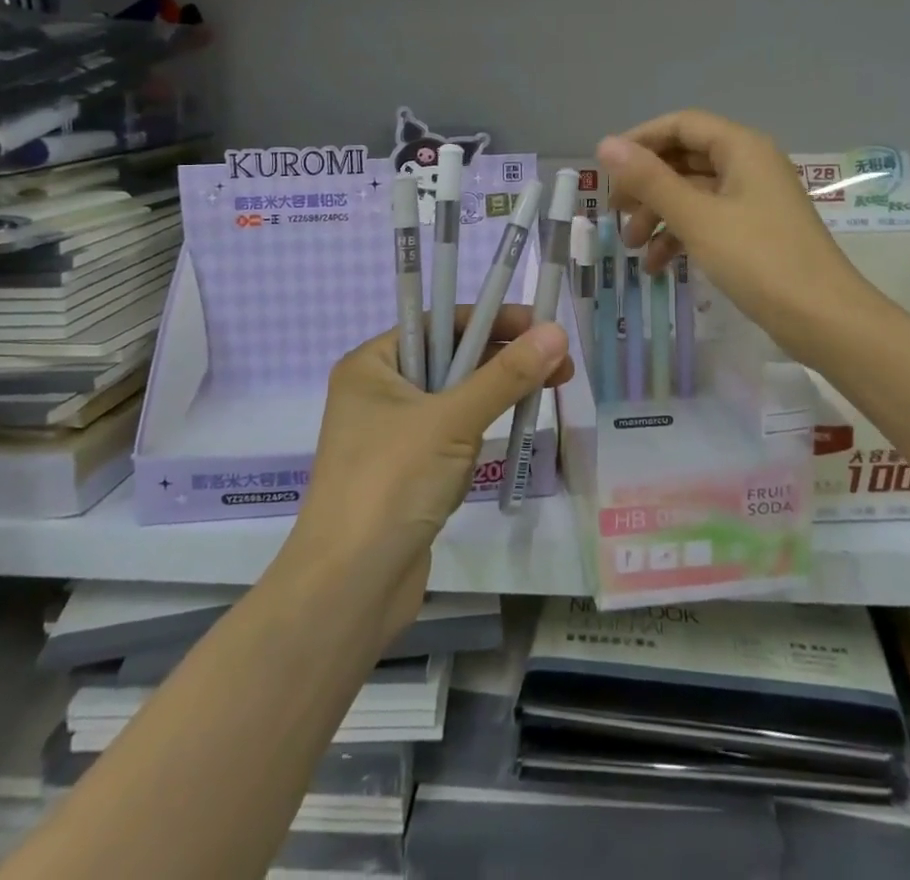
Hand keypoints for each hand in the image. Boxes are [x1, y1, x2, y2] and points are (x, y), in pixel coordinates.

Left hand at [289, 308, 571, 644]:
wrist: (349, 589)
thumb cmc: (392, 484)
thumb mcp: (453, 420)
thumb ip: (506, 375)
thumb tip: (556, 332)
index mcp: (372, 365)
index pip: (439, 323)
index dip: (491, 319)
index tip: (541, 325)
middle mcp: (378, 393)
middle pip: (451, 360)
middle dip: (503, 362)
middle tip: (560, 365)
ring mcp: (391, 436)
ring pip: (455, 401)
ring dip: (493, 400)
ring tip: (543, 398)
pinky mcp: (406, 474)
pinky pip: (451, 438)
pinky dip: (477, 437)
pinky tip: (500, 443)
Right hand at [599, 110, 874, 365]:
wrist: (824, 320)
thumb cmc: (759, 260)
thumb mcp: (697, 218)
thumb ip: (649, 180)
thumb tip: (605, 144)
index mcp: (741, 148)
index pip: (681, 125)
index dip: (640, 141)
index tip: (606, 169)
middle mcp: (749, 164)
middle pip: (685, 159)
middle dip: (646, 185)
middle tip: (615, 212)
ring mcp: (754, 199)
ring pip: (693, 193)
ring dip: (659, 215)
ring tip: (631, 246)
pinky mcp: (755, 231)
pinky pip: (708, 220)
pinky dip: (681, 236)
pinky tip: (657, 266)